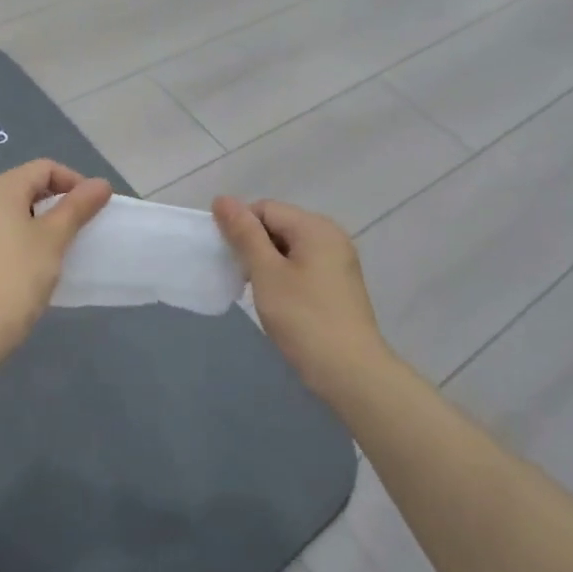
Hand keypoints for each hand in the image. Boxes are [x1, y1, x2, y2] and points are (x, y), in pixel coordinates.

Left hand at [0, 160, 112, 356]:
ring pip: (14, 211)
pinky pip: (2, 232)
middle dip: (58, 201)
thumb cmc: (17, 276)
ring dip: (42, 221)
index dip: (74, 181)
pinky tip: (36, 263)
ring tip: (62, 246)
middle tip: (81, 227)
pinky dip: (23, 237)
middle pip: (27, 185)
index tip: (94, 208)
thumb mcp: (54, 238)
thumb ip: (77, 207)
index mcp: (0, 189)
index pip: (44, 168)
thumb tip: (101, 183)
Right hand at [212, 196, 394, 397]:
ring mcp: (338, 261)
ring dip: (267, 263)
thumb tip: (222, 199)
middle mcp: (331, 236)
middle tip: (240, 277)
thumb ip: (244, 234)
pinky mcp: (338, 285)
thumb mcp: (266, 273)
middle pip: (279, 225)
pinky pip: (302, 266)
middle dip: (253, 245)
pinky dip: (283, 276)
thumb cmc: (304, 318)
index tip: (228, 258)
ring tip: (257, 291)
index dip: (240, 227)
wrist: (350, 372)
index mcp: (315, 227)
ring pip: (289, 247)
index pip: (265, 208)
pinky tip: (277, 301)